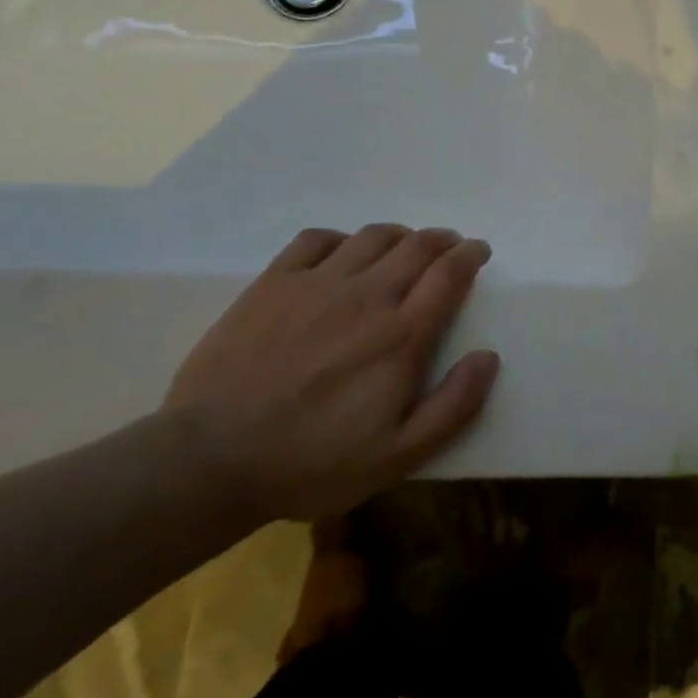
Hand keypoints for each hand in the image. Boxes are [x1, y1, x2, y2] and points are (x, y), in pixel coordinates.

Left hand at [164, 225, 500, 522]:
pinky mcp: (272, 284)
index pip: (449, 273)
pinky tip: (342, 252)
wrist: (208, 461)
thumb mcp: (399, 455)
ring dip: (399, 235)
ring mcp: (317, 285)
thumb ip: (454, 405)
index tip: (478, 251)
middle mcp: (367, 296)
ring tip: (403, 245)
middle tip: (449, 246)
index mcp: (402, 334)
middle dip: (442, 240)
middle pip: (417, 246)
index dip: (470, 255)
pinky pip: (315, 240)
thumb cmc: (312, 463)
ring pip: (372, 237)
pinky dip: (340, 238)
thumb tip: (489, 356)